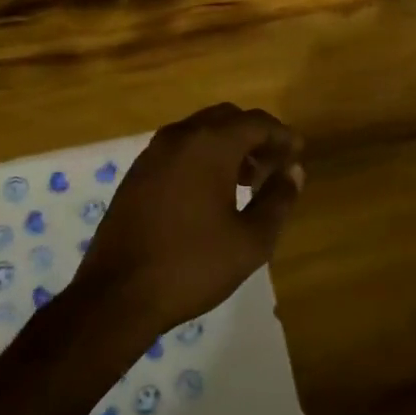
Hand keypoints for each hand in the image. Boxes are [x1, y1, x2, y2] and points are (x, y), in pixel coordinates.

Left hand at [74, 104, 303, 335]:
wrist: (116, 295)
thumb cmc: (192, 265)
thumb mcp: (250, 241)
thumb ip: (278, 200)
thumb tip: (293, 172)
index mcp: (209, 145)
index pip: (256, 123)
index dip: (282, 135)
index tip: (299, 152)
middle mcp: (179, 137)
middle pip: (227, 118)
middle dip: (254, 136)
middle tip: (274, 166)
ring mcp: (152, 153)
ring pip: (200, 131)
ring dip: (227, 146)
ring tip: (247, 181)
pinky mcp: (136, 173)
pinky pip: (179, 148)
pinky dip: (202, 156)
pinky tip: (210, 192)